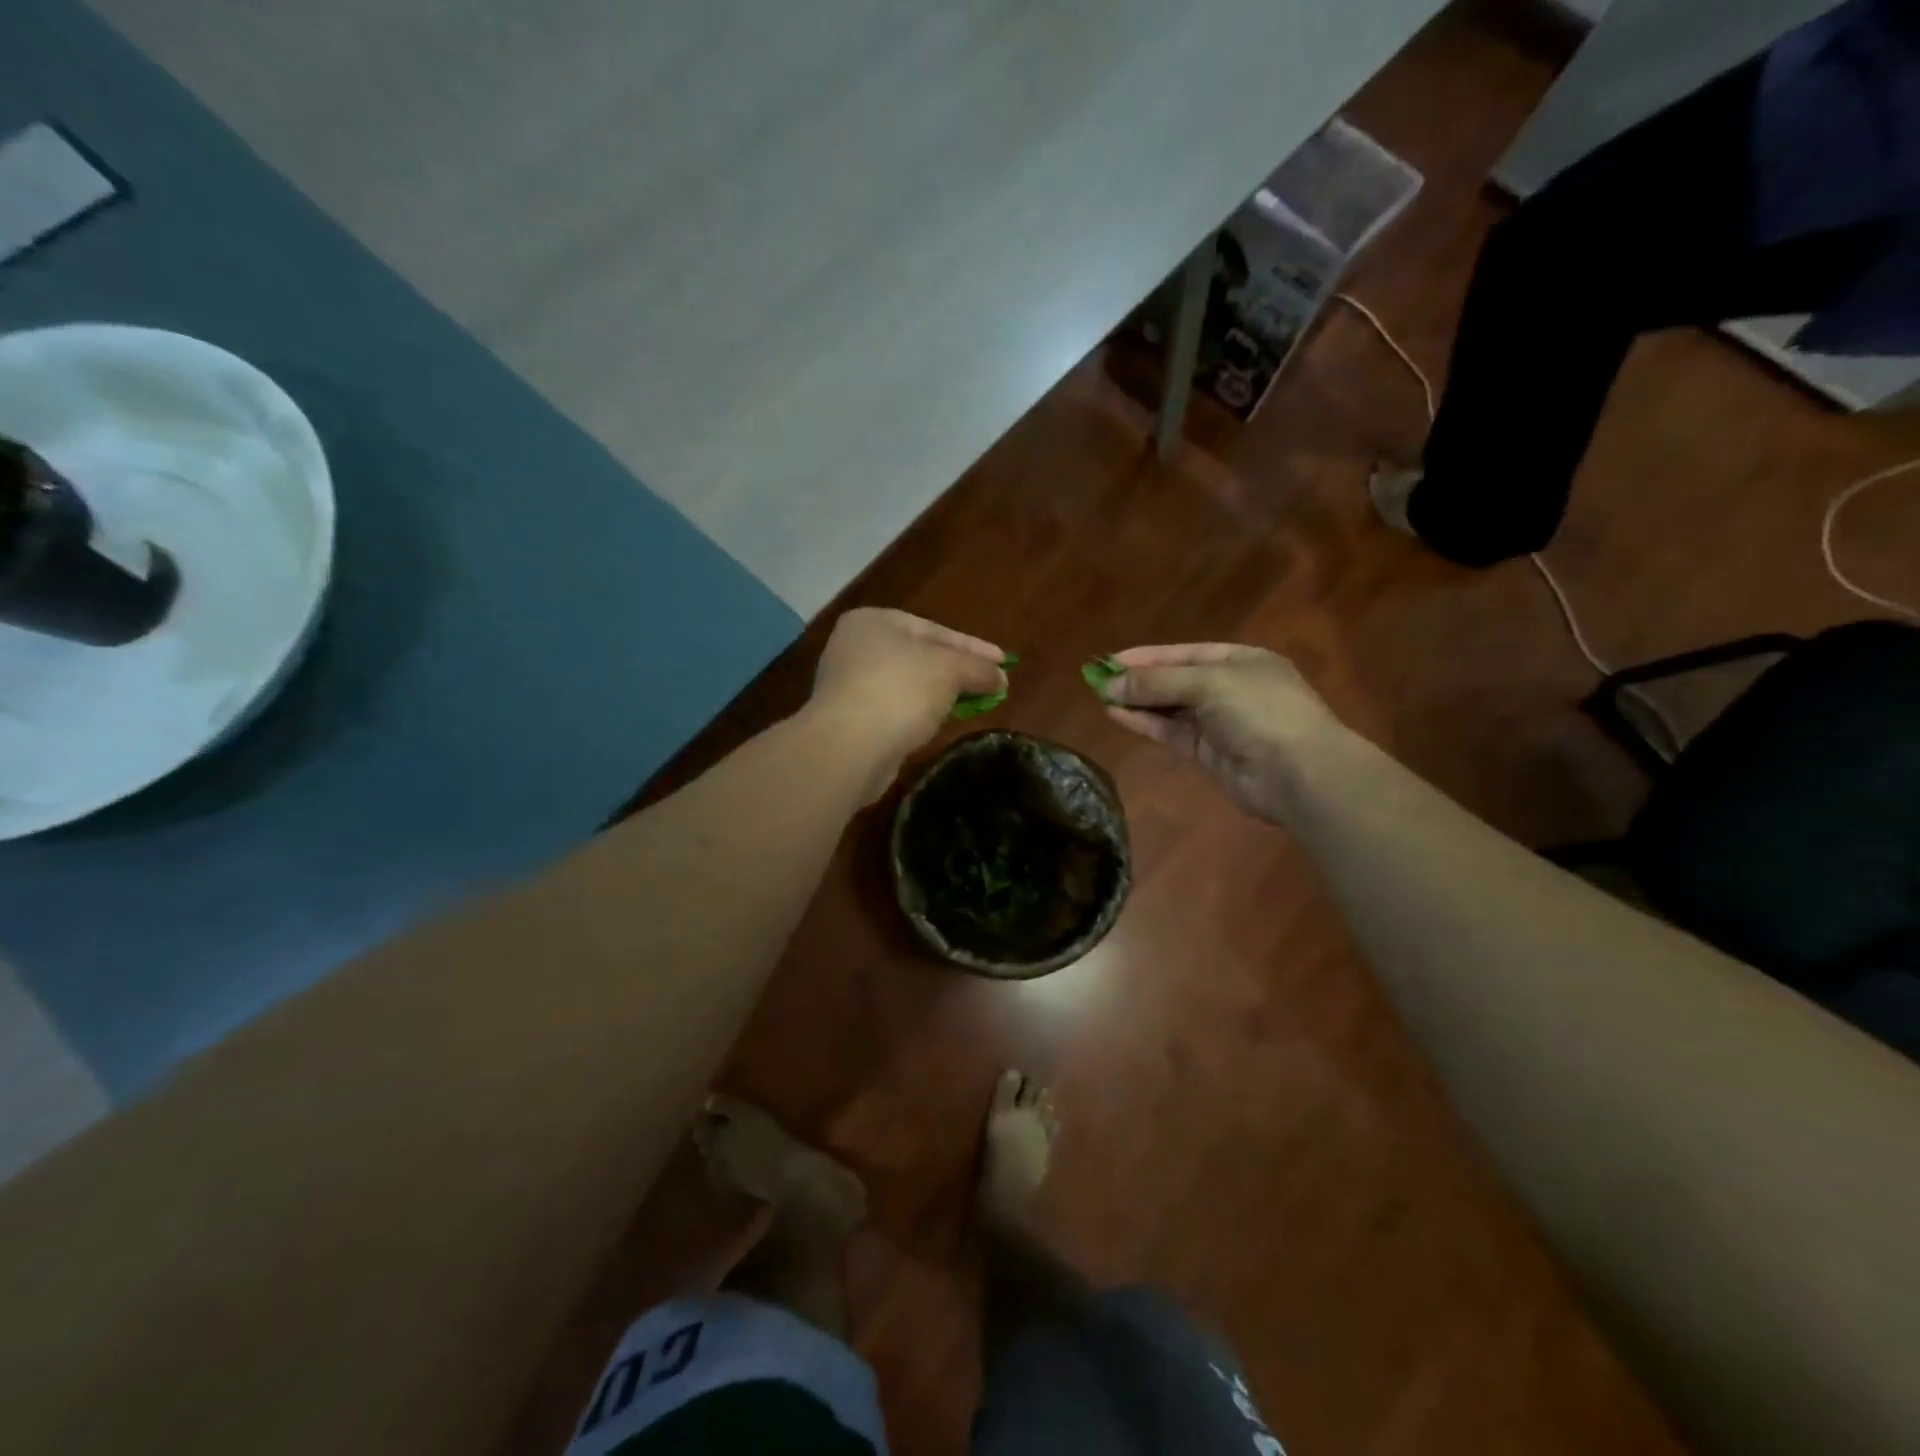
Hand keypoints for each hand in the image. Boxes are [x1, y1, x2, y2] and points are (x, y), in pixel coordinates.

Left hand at [811, 608, 1006, 762]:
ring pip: (907, 683)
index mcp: (874, 620)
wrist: (848, 747)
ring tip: (971, 704)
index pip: (935, 630)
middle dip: (957, 670)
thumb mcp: (950, 671)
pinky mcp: (848, 718)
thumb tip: (1000, 677)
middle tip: (991, 683)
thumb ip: (979, 669)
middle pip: (920, 655)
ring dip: (938, 693)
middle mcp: (855, 646)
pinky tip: (936, 723)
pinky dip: (917, 712)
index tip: (1004, 662)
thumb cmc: (900, 691)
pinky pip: (893, 708)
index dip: (974, 647)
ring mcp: (848, 683)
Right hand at [1096, 643, 1341, 822]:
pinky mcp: (1207, 753)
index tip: (1110, 660)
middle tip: (1098, 680)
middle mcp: (1228, 688)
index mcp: (1239, 661)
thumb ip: (1158, 683)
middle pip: (1175, 680)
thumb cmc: (1260, 711)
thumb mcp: (1208, 683)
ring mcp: (1218, 722)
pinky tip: (1117, 715)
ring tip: (1101, 696)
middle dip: (1139, 680)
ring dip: (1138, 701)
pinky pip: (1170, 732)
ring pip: (1169, 707)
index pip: (1184, 653)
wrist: (1298, 773)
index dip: (1147, 656)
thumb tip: (1110, 684)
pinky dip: (1145, 723)